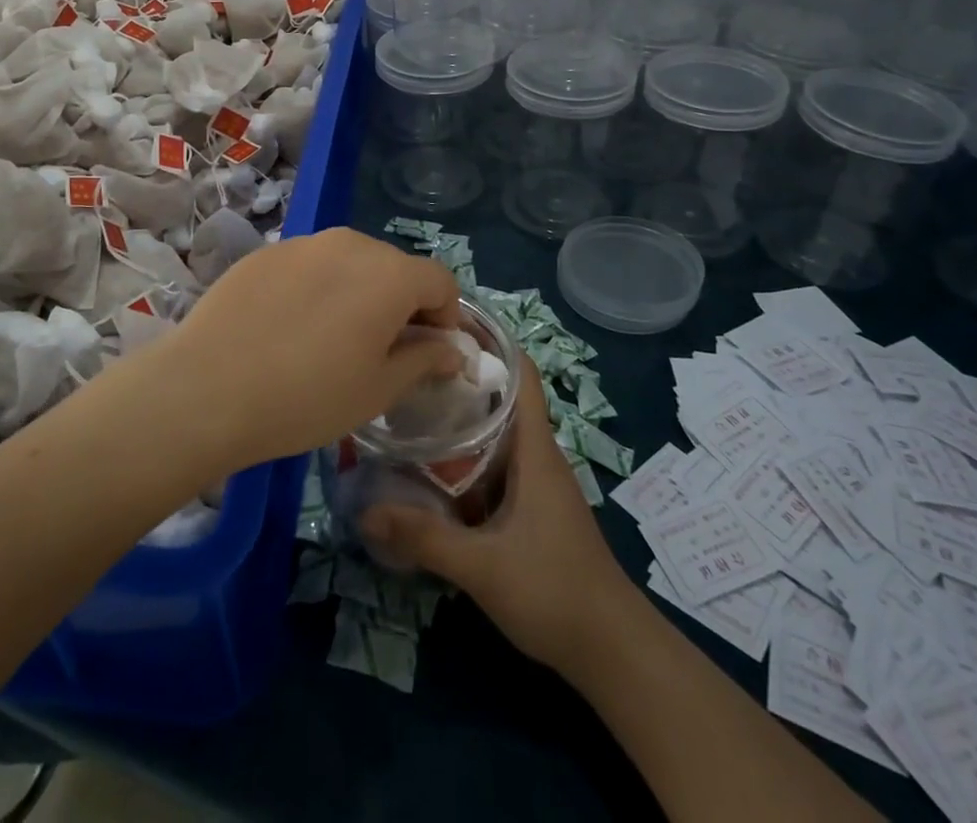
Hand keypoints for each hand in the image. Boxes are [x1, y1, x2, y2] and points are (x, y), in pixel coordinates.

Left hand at [160, 228, 464, 468]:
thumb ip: (423, 360)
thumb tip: (451, 349)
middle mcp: (351, 243)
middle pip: (395, 267)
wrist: (208, 387)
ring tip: (332, 339)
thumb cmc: (308, 396)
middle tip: (381, 351)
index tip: (428, 353)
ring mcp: (304, 243)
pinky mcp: (266, 252)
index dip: (445, 317)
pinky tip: (289, 328)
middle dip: (401, 304)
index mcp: (390, 274)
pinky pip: (309, 265)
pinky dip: (316, 289)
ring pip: (350, 262)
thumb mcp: (378, 389)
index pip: (440, 281)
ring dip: (357, 293)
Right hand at [360, 358, 634, 673]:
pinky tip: (431, 468)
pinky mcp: (530, 510)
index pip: (521, 374)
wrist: (611, 651)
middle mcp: (536, 456)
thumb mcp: (482, 566)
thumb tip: (364, 511)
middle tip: (409, 367)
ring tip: (410, 407)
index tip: (447, 325)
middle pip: (500, 399)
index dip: (491, 343)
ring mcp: (535, 484)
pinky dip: (465, 458)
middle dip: (459, 379)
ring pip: (495, 435)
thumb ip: (424, 538)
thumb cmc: (554, 590)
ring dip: (460, 421)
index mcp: (534, 449)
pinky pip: (494, 466)